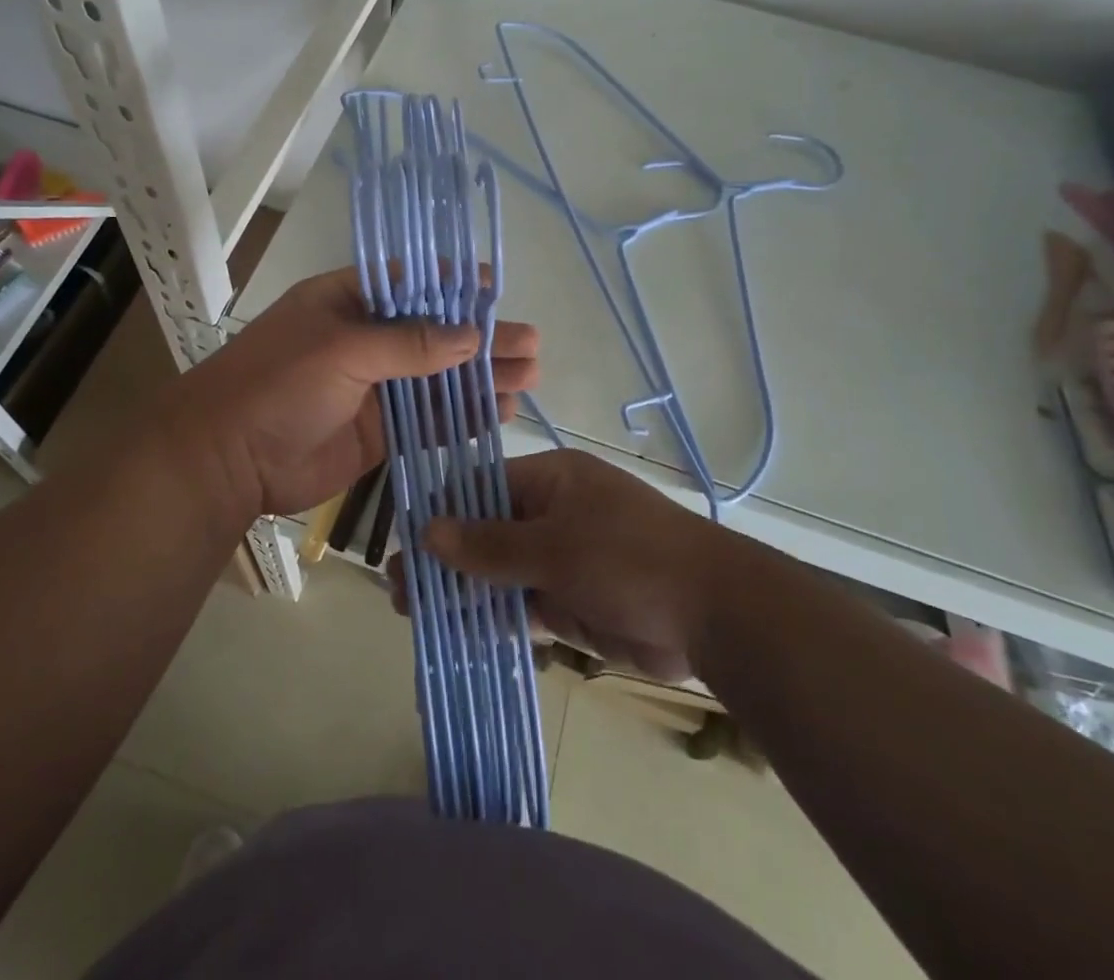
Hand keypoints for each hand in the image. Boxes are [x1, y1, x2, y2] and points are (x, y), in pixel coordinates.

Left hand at [149, 270, 539, 527]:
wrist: (227, 460)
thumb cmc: (278, 384)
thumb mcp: (342, 349)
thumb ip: (408, 344)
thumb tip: (470, 335)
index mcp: (348, 302)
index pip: (411, 285)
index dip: (455, 287)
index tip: (498, 290)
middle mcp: (365, 340)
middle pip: (434, 334)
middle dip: (482, 338)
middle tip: (531, 346)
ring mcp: (374, 387)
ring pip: (438, 378)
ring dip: (480, 378)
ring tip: (529, 378)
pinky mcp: (379, 431)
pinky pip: (429, 419)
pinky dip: (462, 415)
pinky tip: (499, 411)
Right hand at [417, 449, 732, 682]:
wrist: (714, 616)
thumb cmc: (629, 558)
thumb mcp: (554, 546)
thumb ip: (489, 544)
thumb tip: (427, 530)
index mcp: (551, 480)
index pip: (481, 487)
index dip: (442, 513)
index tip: (404, 542)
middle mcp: (552, 513)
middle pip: (486, 532)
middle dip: (445, 559)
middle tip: (399, 589)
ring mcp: (562, 558)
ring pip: (499, 572)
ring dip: (462, 591)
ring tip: (414, 614)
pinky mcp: (572, 600)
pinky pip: (521, 604)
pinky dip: (492, 617)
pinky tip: (456, 633)